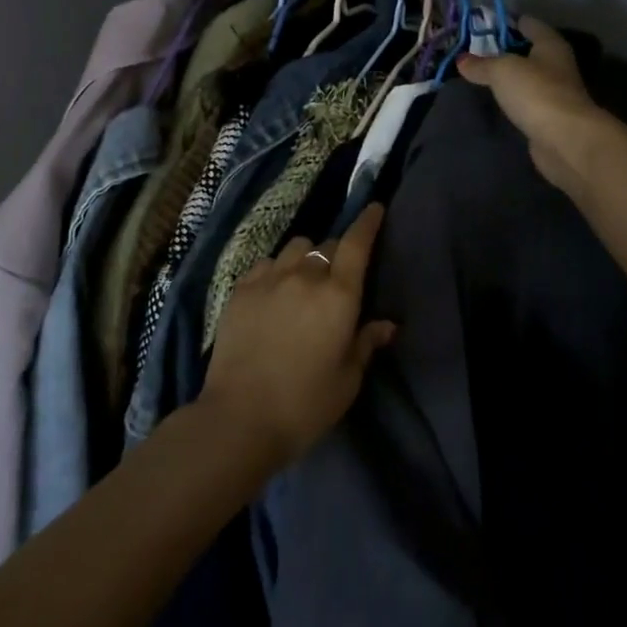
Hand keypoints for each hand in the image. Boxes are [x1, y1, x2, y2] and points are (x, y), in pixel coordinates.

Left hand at [199, 204, 397, 468]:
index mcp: (338, 295)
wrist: (240, 418)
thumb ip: (366, 344)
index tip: (374, 208)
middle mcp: (305, 276)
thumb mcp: (347, 380)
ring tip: (303, 280)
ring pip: (295, 248)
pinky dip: (276, 269)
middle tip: (336, 278)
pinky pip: (266, 263)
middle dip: (336, 254)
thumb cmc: (305, 404)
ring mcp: (269, 278)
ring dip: (306, 259)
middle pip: (326, 246)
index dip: (367, 222)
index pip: (356, 243)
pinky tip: (274, 291)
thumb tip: (386, 324)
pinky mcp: (241, 289)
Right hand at [457, 17, 606, 191]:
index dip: (503, 22)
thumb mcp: (502, 70)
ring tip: (476, 75)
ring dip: (506, 76)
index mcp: (550, 43)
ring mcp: (554, 91)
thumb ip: (481, 63)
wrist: (566, 140)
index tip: (477, 27)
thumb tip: (461, 60)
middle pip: (526, 49)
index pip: (526, 22)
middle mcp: (555, 63)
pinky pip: (525, 99)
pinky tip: (493, 100)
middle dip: (501, 50)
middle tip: (470, 52)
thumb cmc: (536, 92)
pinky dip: (511, 97)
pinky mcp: (548, 115)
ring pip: (525, 76)